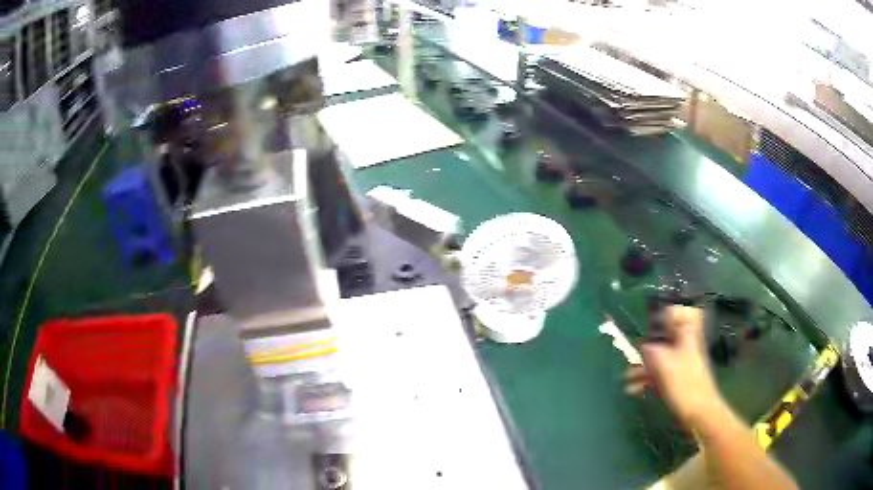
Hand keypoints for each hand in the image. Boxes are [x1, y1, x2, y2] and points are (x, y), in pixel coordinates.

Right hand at [625, 306, 723, 430]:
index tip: (650, 325)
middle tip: (632, 356)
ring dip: (642, 368)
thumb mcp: (665, 365)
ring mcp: (680, 365)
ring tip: (626, 379)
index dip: (665, 315)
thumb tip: (645, 346)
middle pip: (664, 338)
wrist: (699, 414)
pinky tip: (633, 391)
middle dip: (646, 347)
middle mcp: (683, 347)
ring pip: (658, 359)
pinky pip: (658, 375)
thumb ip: (652, 351)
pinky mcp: (676, 381)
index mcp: (686, 336)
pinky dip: (646, 381)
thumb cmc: (685, 385)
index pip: (679, 313)